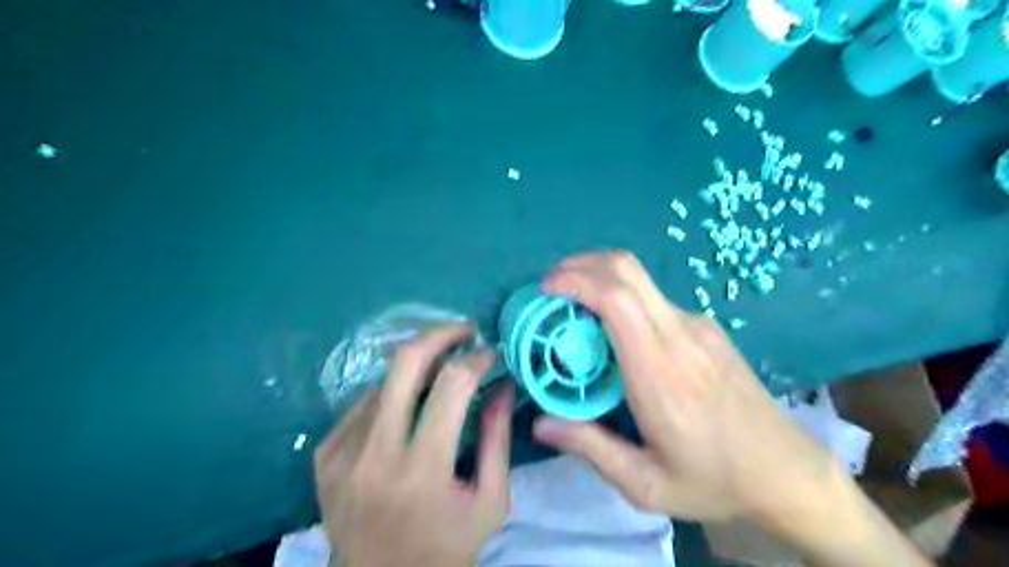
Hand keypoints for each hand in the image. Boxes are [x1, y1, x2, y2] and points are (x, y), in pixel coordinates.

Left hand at [317, 324, 513, 566]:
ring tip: (440, 376)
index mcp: (423, 470)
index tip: (490, 352)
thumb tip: (503, 384)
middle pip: (404, 363)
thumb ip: (497, 437)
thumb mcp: (490, 500)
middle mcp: (375, 454)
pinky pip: (362, 404)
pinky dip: (390, 396)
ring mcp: (342, 452)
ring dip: (417, 369)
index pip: (452, 385)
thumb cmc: (446, 548)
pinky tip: (406, 410)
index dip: (476, 358)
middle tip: (464, 330)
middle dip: (440, 334)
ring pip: (383, 380)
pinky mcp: (325, 455)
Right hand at [535, 250, 836, 525]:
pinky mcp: (706, 328)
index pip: (616, 300)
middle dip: (582, 264)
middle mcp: (680, 335)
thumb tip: (540, 423)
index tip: (545, 288)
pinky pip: (654, 299)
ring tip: (573, 307)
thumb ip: (590, 447)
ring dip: (600, 279)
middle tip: (551, 285)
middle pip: (627, 269)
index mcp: (660, 372)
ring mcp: (697, 326)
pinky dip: (621, 297)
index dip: (576, 281)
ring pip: (640, 279)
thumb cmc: (714, 481)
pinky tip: (613, 329)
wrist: (787, 472)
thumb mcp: (645, 484)